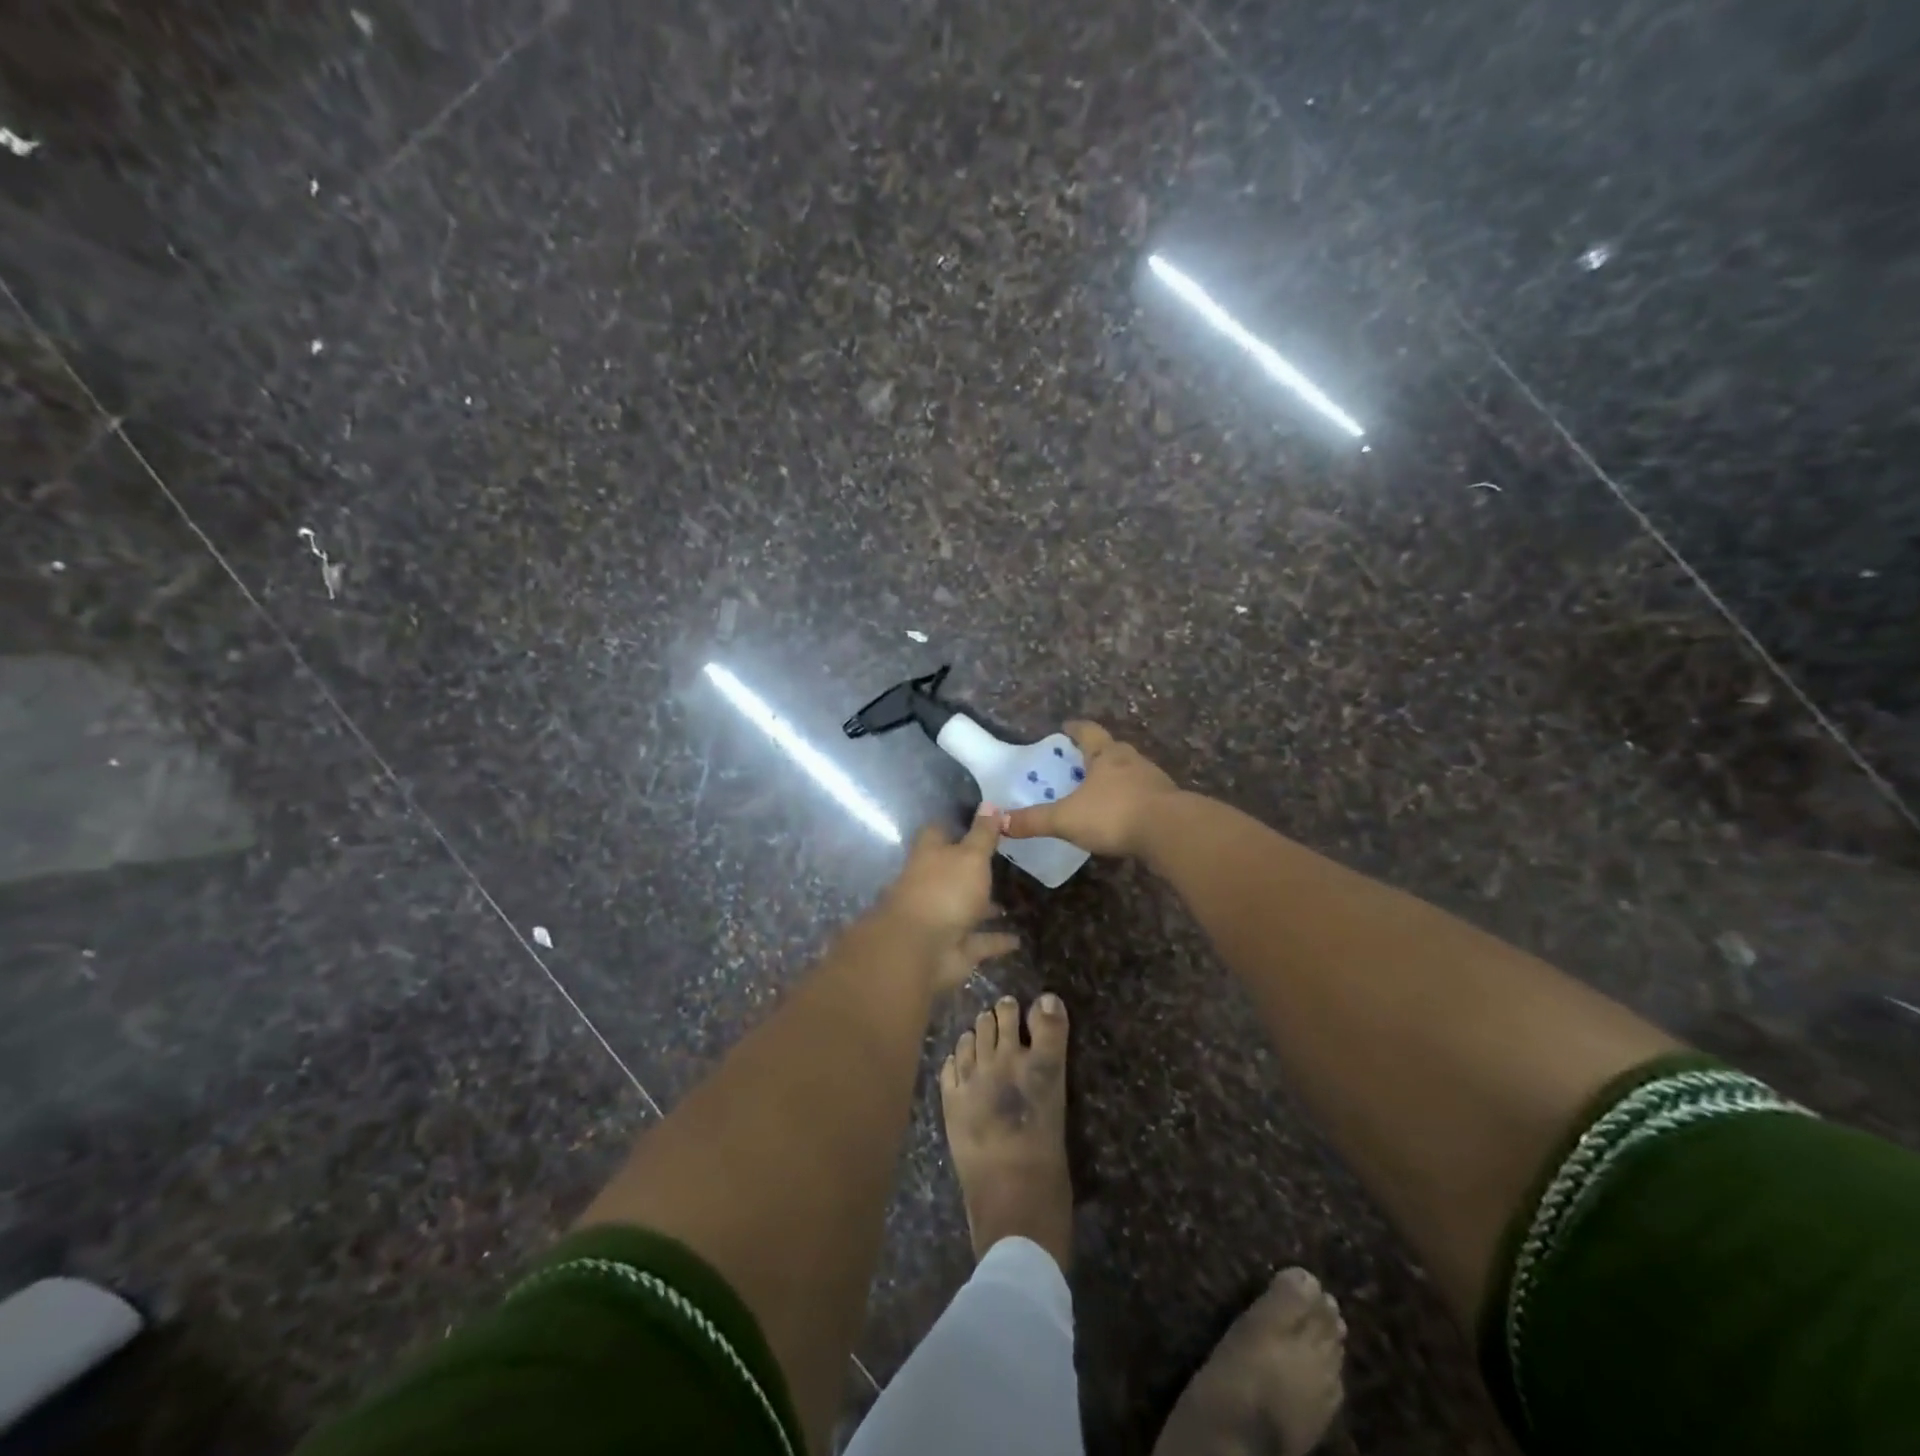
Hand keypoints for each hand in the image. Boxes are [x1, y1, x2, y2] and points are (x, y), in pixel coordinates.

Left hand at [879, 804, 1019, 990]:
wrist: (920, 951)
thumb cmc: (945, 891)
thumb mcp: (971, 856)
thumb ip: (982, 834)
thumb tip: (990, 803)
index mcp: (929, 855)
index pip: (939, 831)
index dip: (957, 824)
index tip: (982, 821)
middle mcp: (932, 884)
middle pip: (952, 871)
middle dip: (973, 869)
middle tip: (1005, 861)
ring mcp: (942, 917)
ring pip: (967, 907)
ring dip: (985, 906)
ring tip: (1014, 900)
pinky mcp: (954, 947)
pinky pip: (979, 941)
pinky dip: (996, 940)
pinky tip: (1018, 939)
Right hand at [1002, 721, 1180, 857]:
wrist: (1170, 832)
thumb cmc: (1114, 814)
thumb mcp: (1066, 819)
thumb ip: (1033, 820)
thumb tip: (998, 822)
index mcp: (1106, 755)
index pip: (1088, 732)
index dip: (1075, 728)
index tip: (1066, 727)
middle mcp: (1131, 760)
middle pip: (1112, 749)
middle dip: (1096, 754)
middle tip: (1080, 762)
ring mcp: (1154, 780)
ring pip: (1130, 772)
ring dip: (1116, 777)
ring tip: (1100, 790)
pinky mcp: (1168, 802)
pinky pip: (1144, 795)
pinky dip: (1131, 800)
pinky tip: (1123, 815)